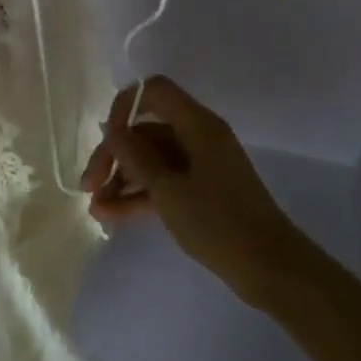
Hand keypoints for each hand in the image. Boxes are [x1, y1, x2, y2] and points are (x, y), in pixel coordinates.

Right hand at [81, 76, 303, 305]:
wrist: (271, 268)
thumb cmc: (218, 223)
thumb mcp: (168, 191)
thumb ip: (136, 157)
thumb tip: (114, 131)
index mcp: (197, 124)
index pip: (154, 91)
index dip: (125, 106)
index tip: (107, 139)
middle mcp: (199, 136)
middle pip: (147, 129)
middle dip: (115, 154)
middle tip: (89, 185)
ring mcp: (201, 164)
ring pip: (152, 158)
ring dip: (123, 179)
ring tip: (96, 207)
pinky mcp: (203, 190)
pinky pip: (164, 181)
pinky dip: (140, 194)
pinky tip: (112, 216)